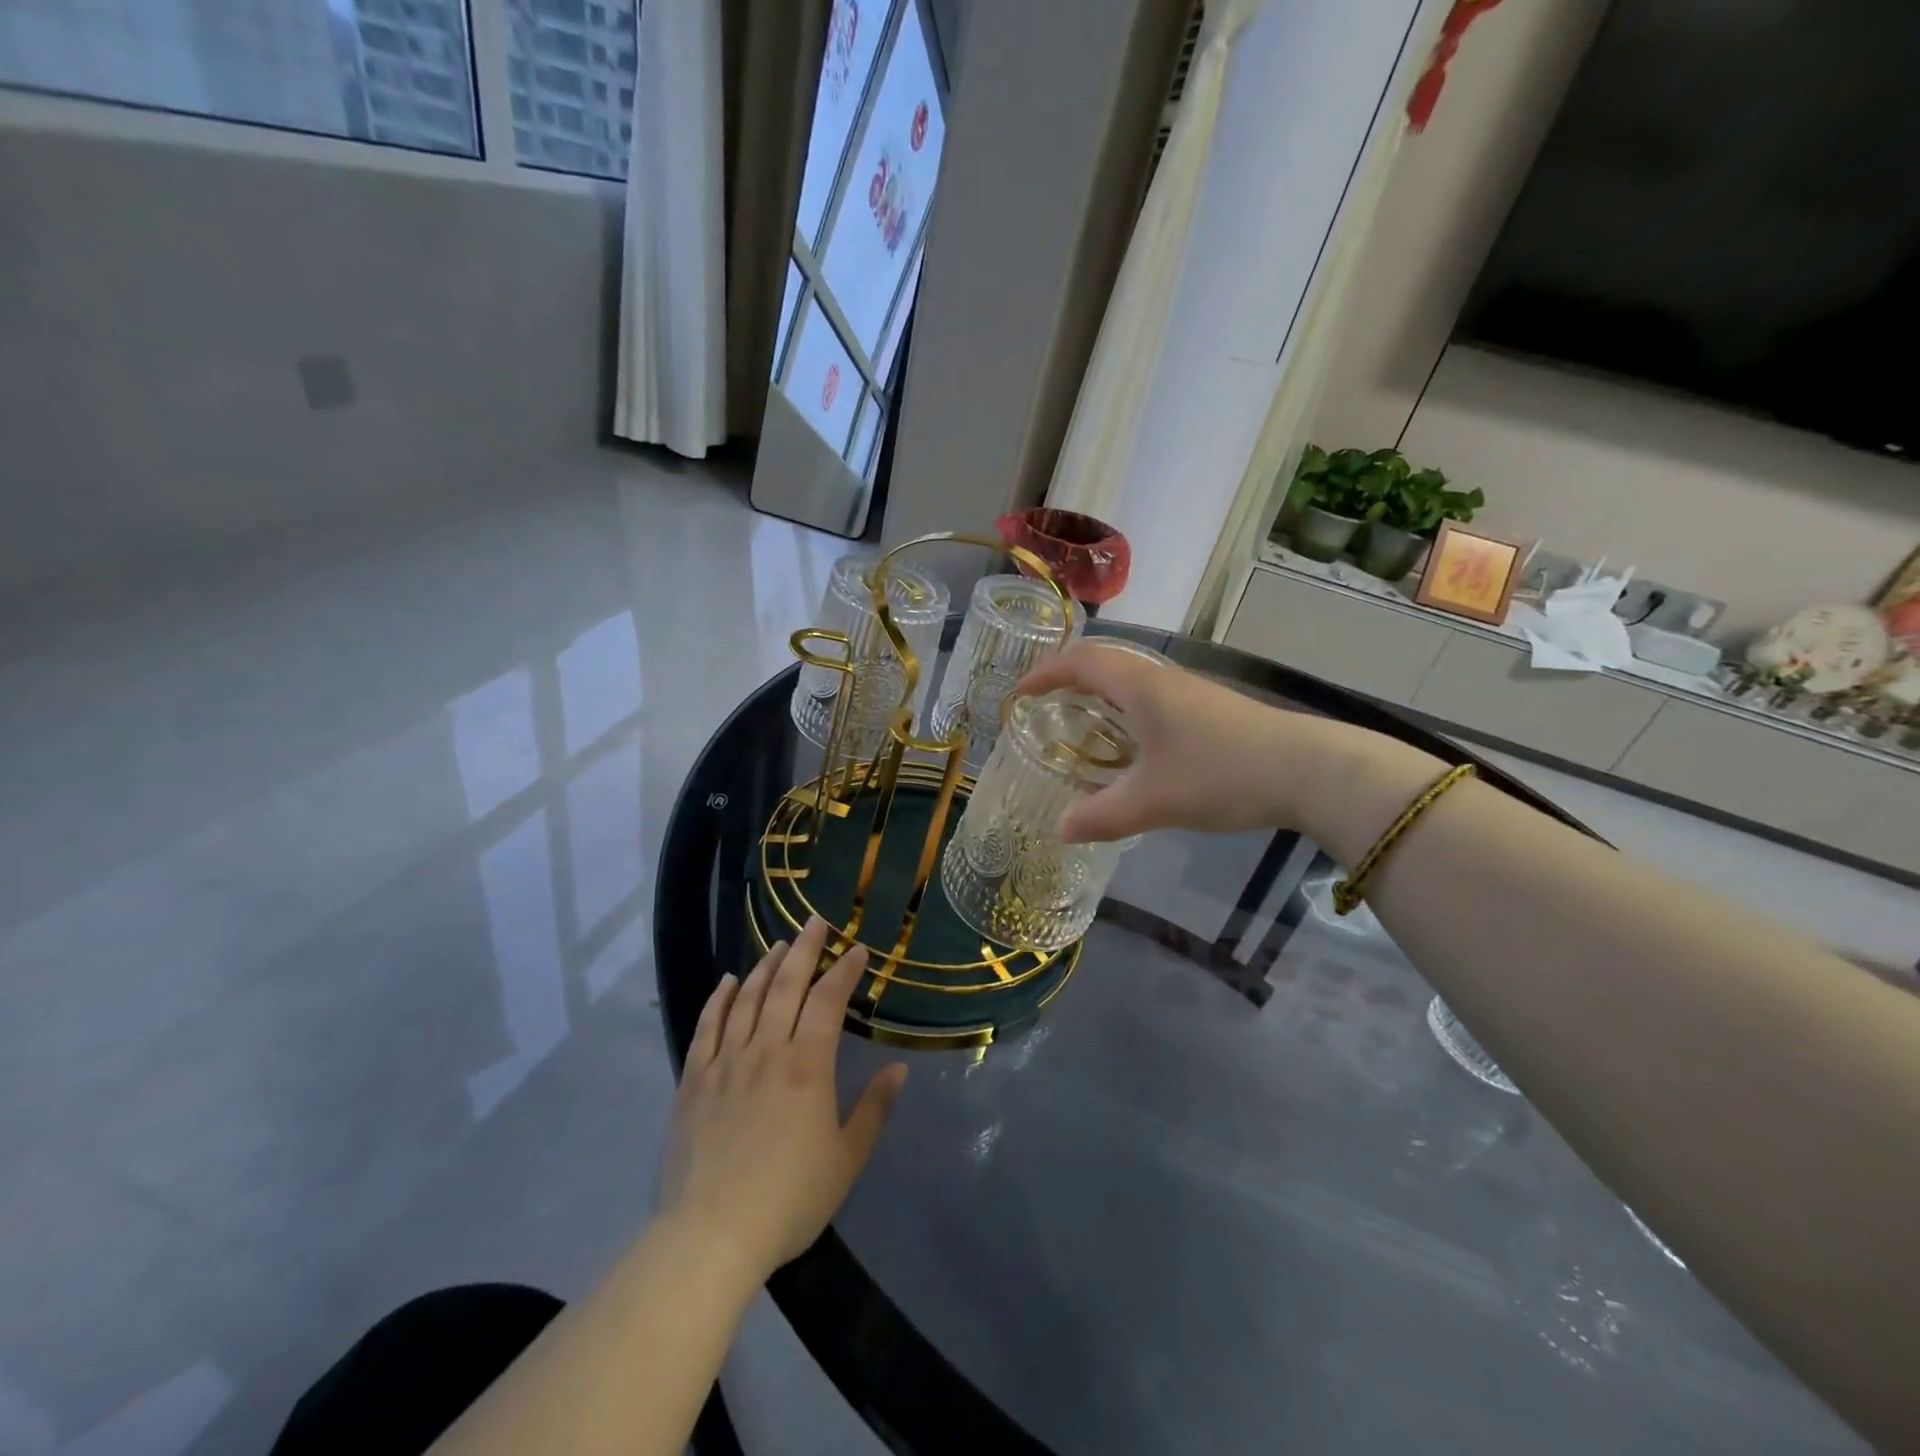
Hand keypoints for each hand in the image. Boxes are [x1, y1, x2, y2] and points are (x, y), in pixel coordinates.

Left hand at [657, 917, 906, 1285]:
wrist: (710, 1236)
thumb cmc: (788, 1199)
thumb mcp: (846, 1159)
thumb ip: (874, 1109)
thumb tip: (899, 1068)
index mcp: (806, 1066)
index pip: (827, 1001)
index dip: (844, 971)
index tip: (857, 950)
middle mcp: (765, 1051)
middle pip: (786, 986)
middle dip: (804, 949)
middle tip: (815, 922)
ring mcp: (725, 1063)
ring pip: (747, 999)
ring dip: (765, 966)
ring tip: (778, 944)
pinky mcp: (693, 1081)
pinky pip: (707, 1027)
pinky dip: (719, 998)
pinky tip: (729, 980)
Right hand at [1015, 641, 1339, 842]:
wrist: (1309, 771)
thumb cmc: (1219, 774)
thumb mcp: (1152, 801)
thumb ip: (1100, 816)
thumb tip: (1060, 830)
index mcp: (1141, 686)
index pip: (1082, 662)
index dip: (1046, 673)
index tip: (1020, 694)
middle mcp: (1164, 679)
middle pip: (1107, 664)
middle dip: (1070, 681)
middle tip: (1045, 708)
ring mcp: (1193, 693)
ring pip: (1134, 683)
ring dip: (1102, 697)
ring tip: (1083, 728)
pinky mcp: (1213, 712)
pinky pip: (1155, 701)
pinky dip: (1129, 714)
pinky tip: (1136, 749)